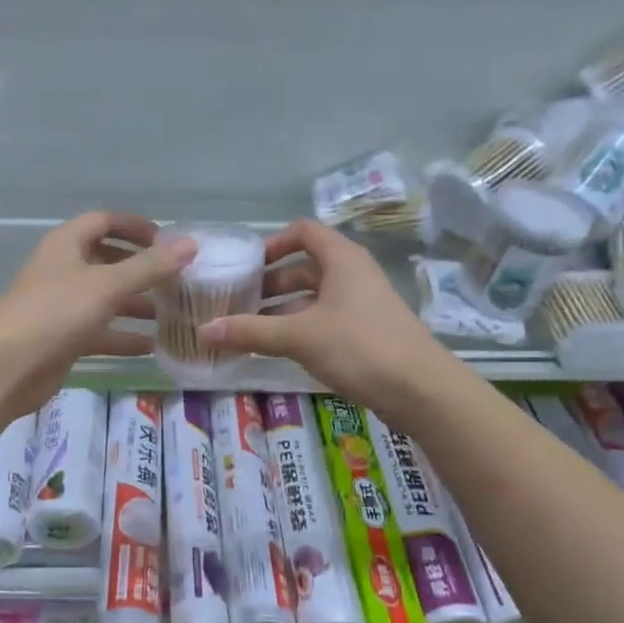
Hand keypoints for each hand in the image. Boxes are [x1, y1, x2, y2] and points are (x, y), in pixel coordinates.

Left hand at [0, 212, 194, 416]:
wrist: (6, 367)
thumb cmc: (55, 313)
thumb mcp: (107, 285)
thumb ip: (149, 267)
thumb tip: (190, 244)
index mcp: (67, 245)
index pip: (104, 221)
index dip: (135, 227)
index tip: (168, 242)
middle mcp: (64, 270)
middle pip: (107, 261)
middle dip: (141, 270)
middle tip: (177, 281)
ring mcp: (62, 306)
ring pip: (106, 299)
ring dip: (136, 305)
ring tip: (173, 314)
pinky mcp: (64, 339)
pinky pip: (100, 332)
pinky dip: (123, 337)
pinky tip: (152, 347)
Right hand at [198, 220, 452, 421]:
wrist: (420, 389)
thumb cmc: (359, 347)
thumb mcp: (299, 336)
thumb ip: (251, 331)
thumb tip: (204, 331)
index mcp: (341, 260)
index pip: (303, 232)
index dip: (272, 244)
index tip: (245, 266)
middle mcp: (353, 275)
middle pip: (304, 268)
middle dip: (270, 285)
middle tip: (236, 303)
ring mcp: (361, 305)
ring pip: (313, 298)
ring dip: (282, 311)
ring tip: (249, 330)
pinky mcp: (365, 333)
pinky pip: (324, 321)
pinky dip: (300, 329)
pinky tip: (278, 351)